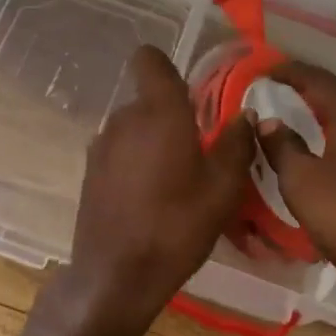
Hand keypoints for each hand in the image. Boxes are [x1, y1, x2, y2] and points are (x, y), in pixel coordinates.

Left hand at [29, 46, 254, 335]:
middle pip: (148, 99)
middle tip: (199, 151)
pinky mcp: (89, 171)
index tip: (191, 96)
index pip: (149, 59)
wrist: (116, 276)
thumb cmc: (177, 227)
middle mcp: (124, 118)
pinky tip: (150, 198)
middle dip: (172, 116)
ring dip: (153, 141)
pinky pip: (119, 150)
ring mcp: (101, 144)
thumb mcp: (223, 189)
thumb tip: (246, 116)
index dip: (168, 68)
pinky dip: (135, 162)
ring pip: (134, 127)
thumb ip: (237, 144)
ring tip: (176, 180)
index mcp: (158, 111)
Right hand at [257, 61, 335, 320]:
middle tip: (285, 83)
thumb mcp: (301, 180)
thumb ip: (282, 146)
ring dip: (329, 110)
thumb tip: (268, 120)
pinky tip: (329, 150)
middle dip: (314, 86)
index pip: (323, 83)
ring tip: (304, 112)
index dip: (294, 72)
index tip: (268, 68)